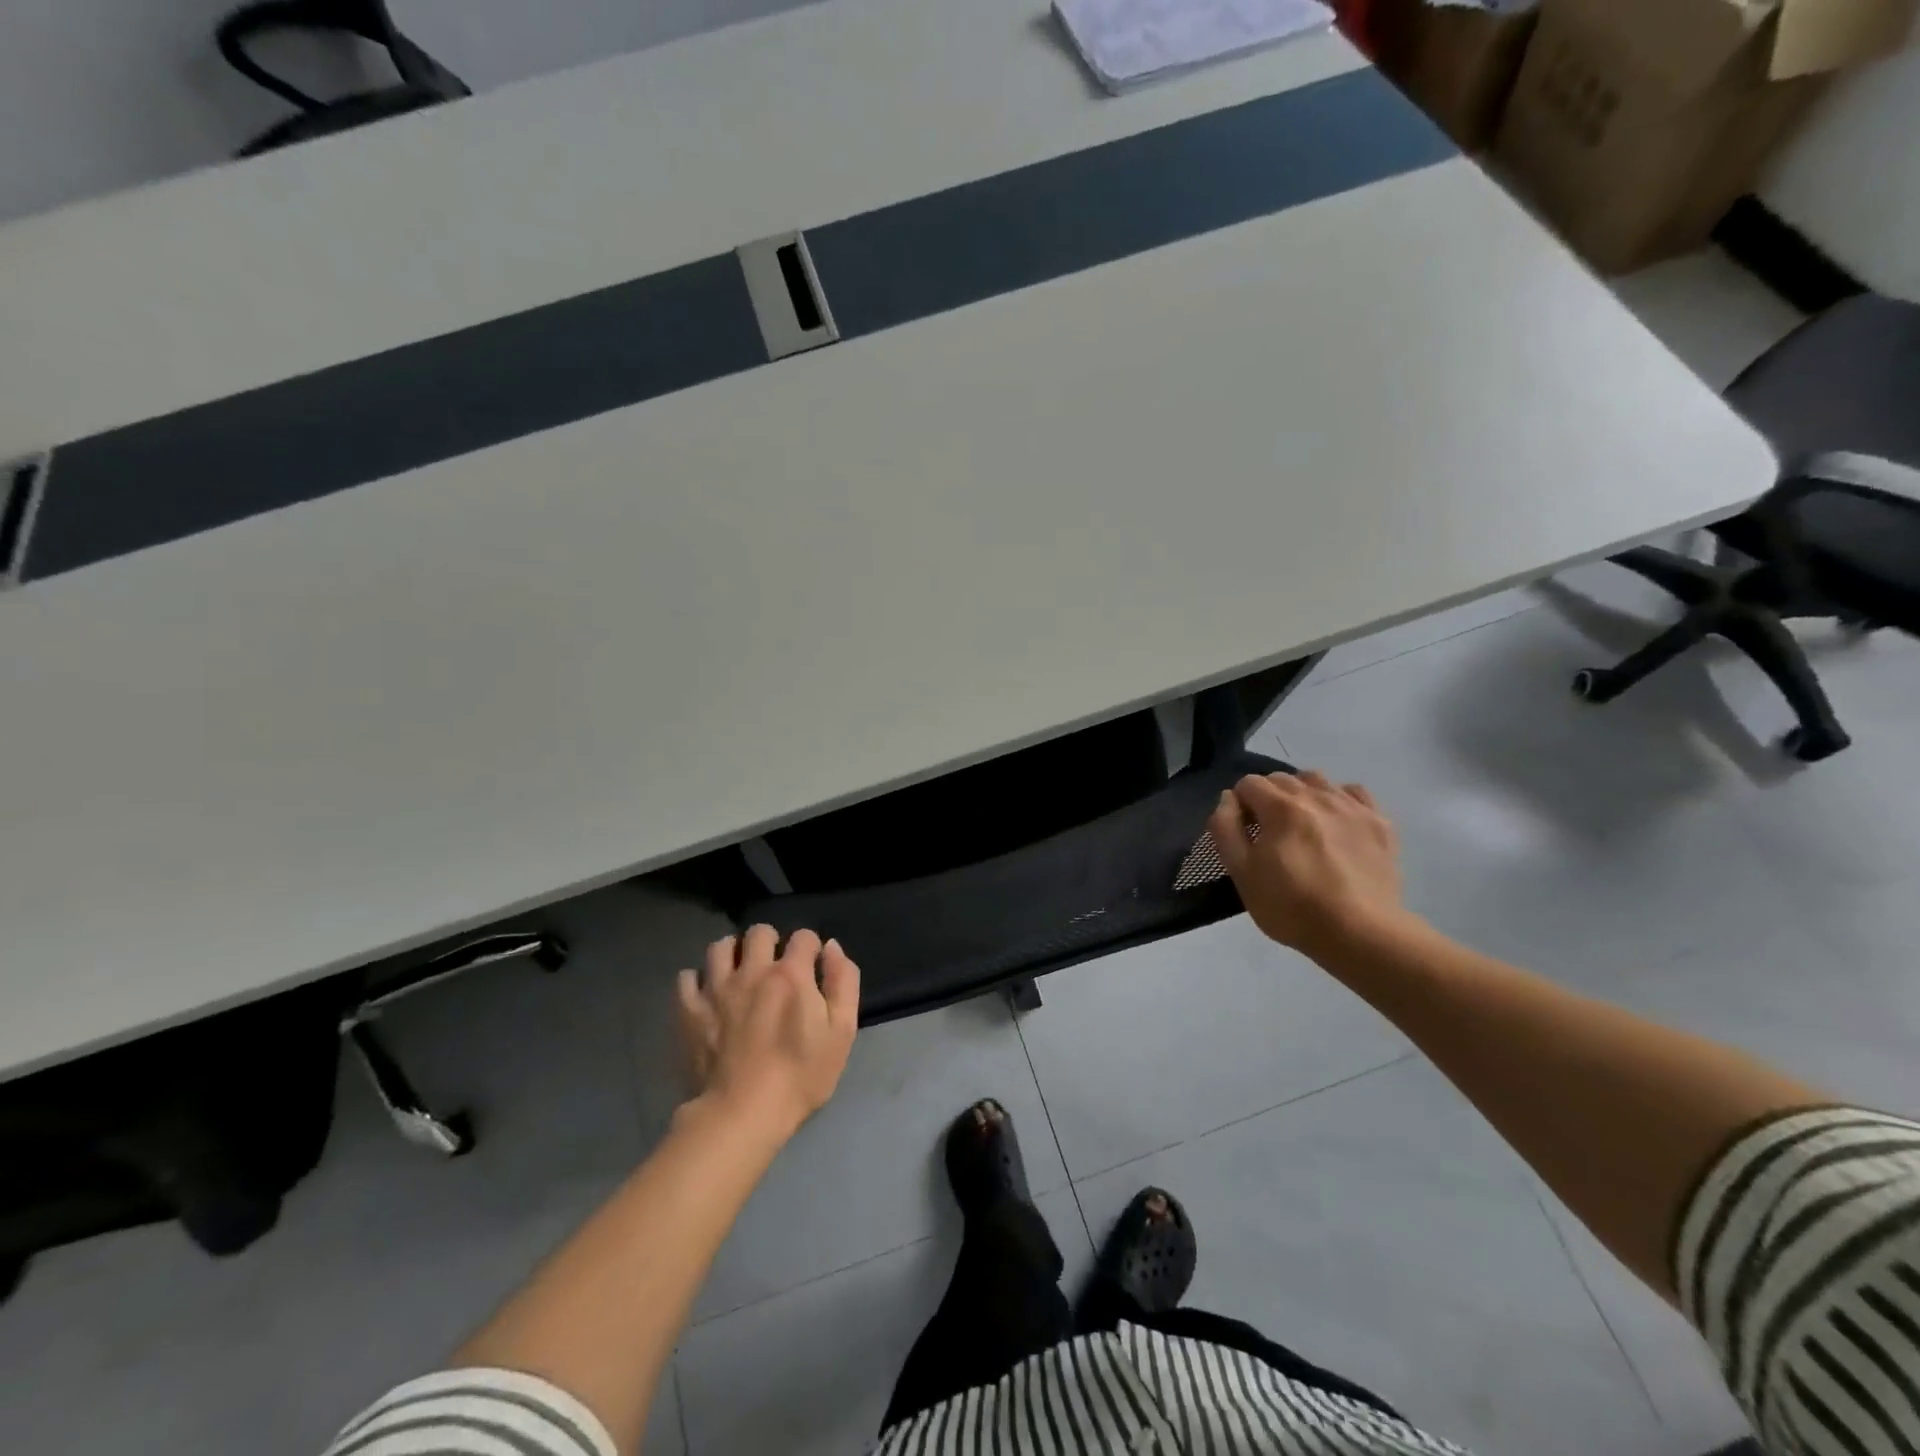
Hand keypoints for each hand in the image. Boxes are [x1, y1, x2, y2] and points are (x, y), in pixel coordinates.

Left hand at [676, 926, 859, 1139]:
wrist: (742, 1114)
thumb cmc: (800, 1075)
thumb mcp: (842, 1031)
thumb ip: (842, 982)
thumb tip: (830, 948)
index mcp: (791, 974)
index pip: (803, 936)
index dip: (810, 948)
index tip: (811, 967)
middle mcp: (752, 970)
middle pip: (759, 932)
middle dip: (770, 941)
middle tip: (774, 966)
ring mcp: (716, 988)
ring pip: (720, 946)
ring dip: (733, 953)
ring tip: (739, 973)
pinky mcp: (689, 1010)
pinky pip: (687, 977)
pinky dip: (698, 980)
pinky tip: (707, 994)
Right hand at [1207, 770, 1411, 959]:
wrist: (1360, 933)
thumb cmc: (1291, 906)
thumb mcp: (1241, 873)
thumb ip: (1225, 828)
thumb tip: (1228, 799)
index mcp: (1280, 807)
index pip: (1249, 783)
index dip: (1240, 804)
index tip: (1244, 831)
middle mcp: (1317, 796)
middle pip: (1282, 778)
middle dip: (1268, 797)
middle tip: (1269, 832)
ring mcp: (1351, 807)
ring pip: (1317, 780)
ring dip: (1301, 793)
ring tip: (1302, 824)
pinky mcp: (1379, 823)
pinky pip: (1354, 793)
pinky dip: (1339, 799)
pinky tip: (1335, 822)